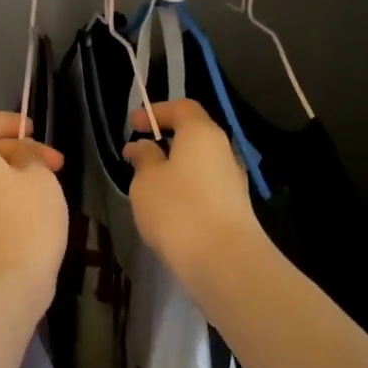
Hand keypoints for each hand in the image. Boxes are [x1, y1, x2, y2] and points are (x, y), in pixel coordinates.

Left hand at [0, 110, 67, 309]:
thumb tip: (18, 157)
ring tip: (41, 192)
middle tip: (53, 166)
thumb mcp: (41, 179)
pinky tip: (23, 216)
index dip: (10, 122)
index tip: (36, 133)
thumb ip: (29, 156)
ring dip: (6, 177)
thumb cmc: (24, 226)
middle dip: (16, 152)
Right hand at [124, 100, 264, 276]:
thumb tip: (143, 146)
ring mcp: (232, 179)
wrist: (224, 260)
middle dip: (165, 141)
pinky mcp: (234, 207)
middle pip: (194, 135)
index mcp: (201, 132)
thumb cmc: (178, 209)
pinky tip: (169, 209)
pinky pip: (206, 186)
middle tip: (139, 155)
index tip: (133, 125)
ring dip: (175, 168)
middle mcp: (223, 150)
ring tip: (149, 186)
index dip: (156, 111)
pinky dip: (186, 189)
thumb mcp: (146, 181)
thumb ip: (144, 158)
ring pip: (200, 163)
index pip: (182, 107)